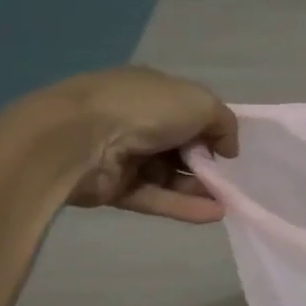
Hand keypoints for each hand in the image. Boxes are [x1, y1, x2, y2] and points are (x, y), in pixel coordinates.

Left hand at [28, 66, 239, 223]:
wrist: (77, 139)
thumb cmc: (144, 109)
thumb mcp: (201, 102)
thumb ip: (224, 123)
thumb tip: (227, 148)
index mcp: (152, 91)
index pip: (188, 111)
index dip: (210, 129)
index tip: (227, 148)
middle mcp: (136, 119)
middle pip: (180, 145)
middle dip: (206, 163)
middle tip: (228, 178)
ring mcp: (123, 154)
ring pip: (169, 175)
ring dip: (199, 188)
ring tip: (227, 201)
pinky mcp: (114, 187)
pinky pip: (155, 197)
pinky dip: (184, 206)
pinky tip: (214, 214)